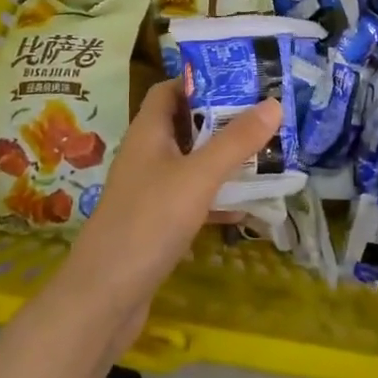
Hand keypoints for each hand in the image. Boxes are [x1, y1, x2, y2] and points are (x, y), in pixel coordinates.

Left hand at [60, 80, 281, 347]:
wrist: (103, 298)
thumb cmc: (148, 222)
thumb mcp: (198, 176)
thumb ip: (236, 141)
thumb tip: (274, 102)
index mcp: (149, 130)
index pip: (170, 89)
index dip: (201, 79)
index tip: (240, 79)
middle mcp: (147, 153)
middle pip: (186, 124)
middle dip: (223, 120)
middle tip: (264, 117)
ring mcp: (149, 190)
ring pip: (192, 163)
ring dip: (224, 160)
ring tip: (266, 156)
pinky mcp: (156, 223)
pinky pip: (192, 198)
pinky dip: (217, 198)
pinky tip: (248, 209)